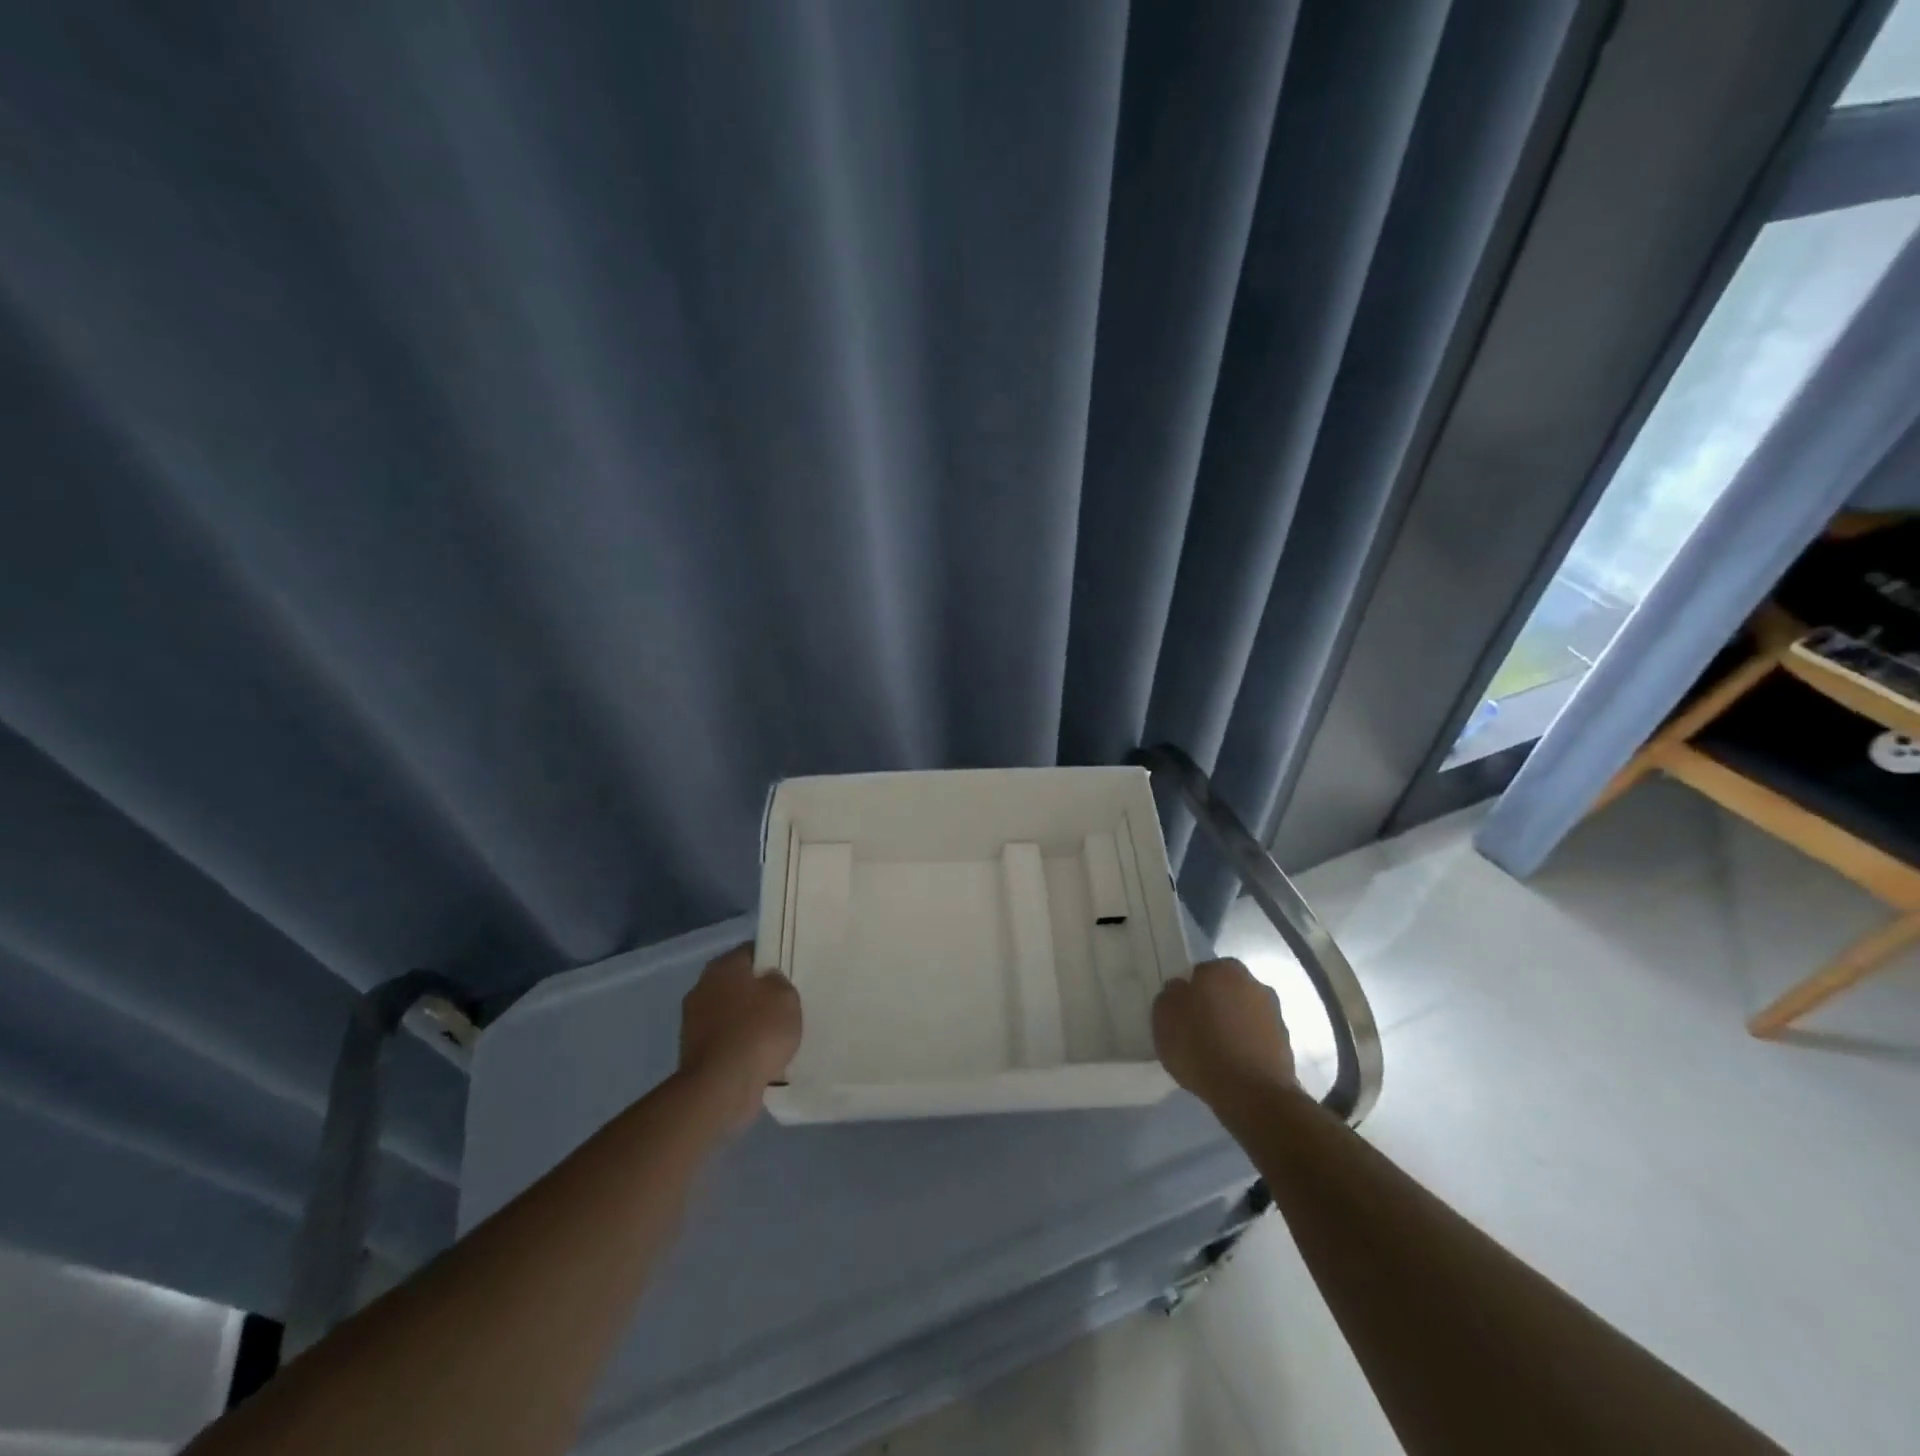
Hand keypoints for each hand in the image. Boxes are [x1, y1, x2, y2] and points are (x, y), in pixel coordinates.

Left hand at [678, 945, 801, 1128]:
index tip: (788, 974)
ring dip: (747, 1023)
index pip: (750, 952)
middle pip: (737, 984)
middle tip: (783, 1006)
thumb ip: (779, 982)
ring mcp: (693, 1022)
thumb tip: (768, 982)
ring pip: (730, 1014)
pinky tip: (758, 1057)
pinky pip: (724, 1041)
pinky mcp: (693, 1053)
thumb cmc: (757, 1031)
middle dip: (757, 994)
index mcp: (722, 966)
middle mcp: (702, 988)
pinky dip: (738, 1047)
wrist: (721, 1086)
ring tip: (774, 1037)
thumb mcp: (786, 997)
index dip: (770, 960)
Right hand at [1153, 958, 1295, 1110]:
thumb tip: (1180, 990)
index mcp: (1223, 969)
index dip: (1189, 994)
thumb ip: (1170, 995)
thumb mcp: (1164, 1016)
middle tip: (1196, 1032)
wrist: (1252, 1094)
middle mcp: (1253, 983)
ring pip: (1243, 1014)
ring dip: (1232, 1027)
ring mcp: (1274, 1013)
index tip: (1182, 1015)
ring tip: (1214, 1055)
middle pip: (1225, 991)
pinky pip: (1256, 1039)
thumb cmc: (1201, 1046)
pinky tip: (1232, 1067)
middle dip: (1214, 1006)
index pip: (1200, 973)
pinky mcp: (1286, 1044)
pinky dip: (1246, 1047)